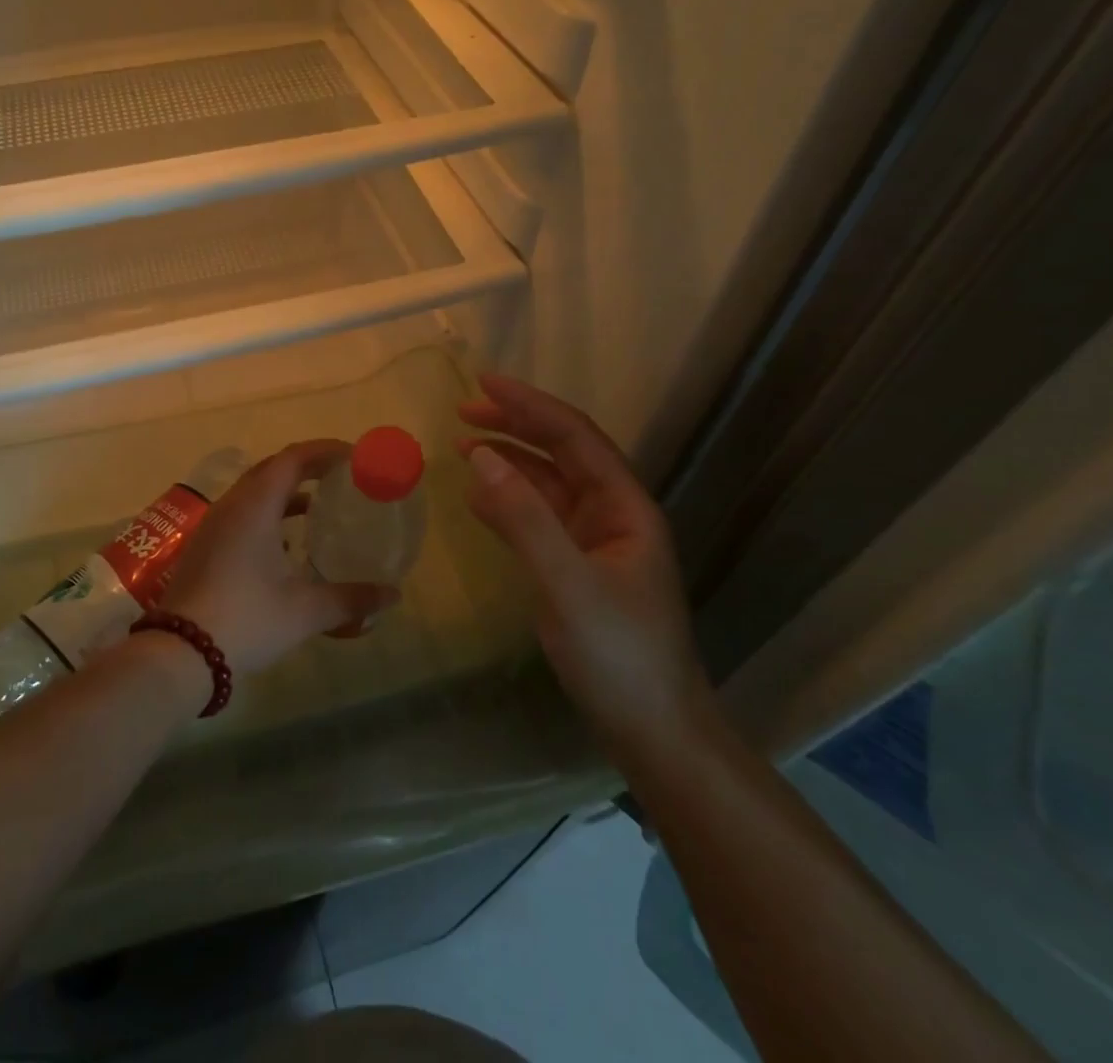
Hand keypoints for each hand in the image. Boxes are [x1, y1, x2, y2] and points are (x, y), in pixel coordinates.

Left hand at [159, 441, 399, 676]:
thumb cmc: (247, 619)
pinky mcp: (205, 545)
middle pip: (272, 468)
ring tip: (318, 506)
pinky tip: (285, 543)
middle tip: (340, 477)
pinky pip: (241, 512)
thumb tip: (393, 595)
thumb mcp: (305, 611)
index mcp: (255, 506)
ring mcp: (213, 525)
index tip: (354, 457)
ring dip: (286, 491)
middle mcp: (232, 505)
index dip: (325, 451)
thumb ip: (352, 599)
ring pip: (254, 491)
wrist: (180, 652)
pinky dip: (268, 513)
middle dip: (307, 467)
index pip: (293, 459)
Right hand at [459, 374, 713, 758]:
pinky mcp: (575, 566)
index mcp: (624, 506)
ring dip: (507, 460)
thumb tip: (479, 456)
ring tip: (461, 444)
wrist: (652, 729)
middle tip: (461, 411)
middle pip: (560, 452)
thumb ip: (524, 519)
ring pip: (546, 483)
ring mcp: (593, 541)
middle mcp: (611, 513)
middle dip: (514, 425)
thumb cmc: (619, 655)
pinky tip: (477, 496)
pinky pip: (536, 518)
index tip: (483, 383)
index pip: (574, 436)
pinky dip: (505, 500)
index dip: (530, 405)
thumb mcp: (568, 585)